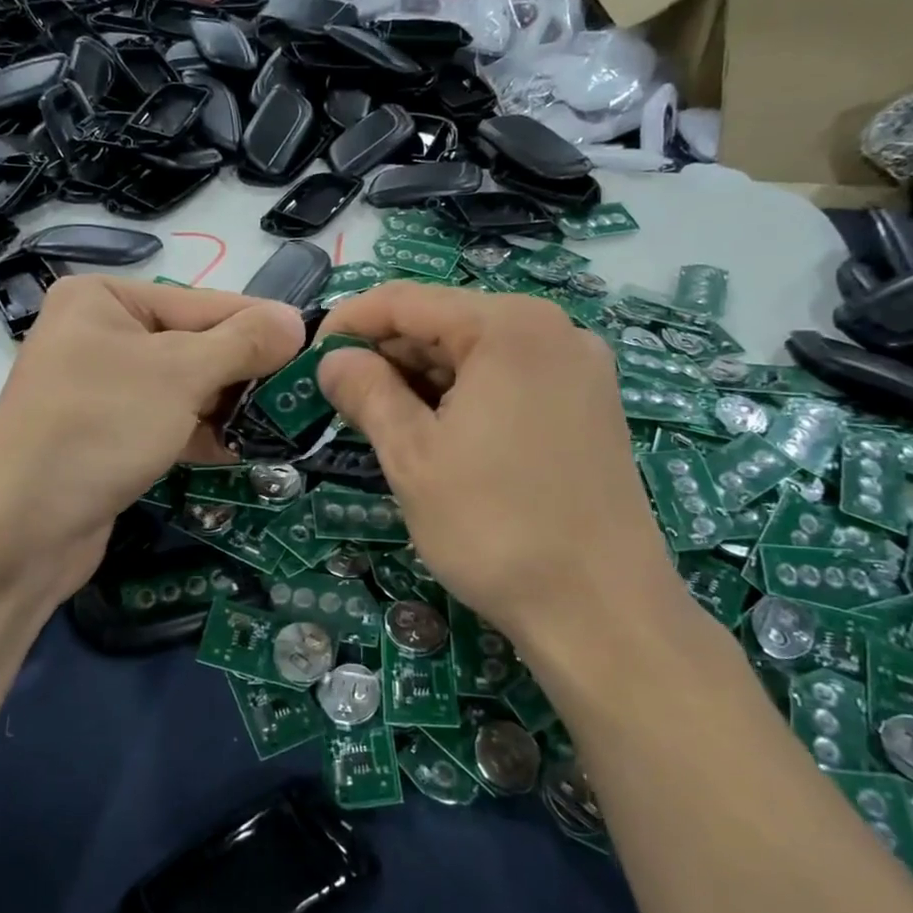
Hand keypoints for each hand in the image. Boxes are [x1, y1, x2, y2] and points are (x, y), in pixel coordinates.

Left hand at [0, 276, 305, 600]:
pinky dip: (201, 435)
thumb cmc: (99, 427)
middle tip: (301, 394)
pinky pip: (166, 423)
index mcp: (104, 299)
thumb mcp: (179, 374)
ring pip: (183, 389)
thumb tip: (295, 321)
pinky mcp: (106, 437)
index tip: (313, 346)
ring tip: (281, 424)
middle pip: (194, 346)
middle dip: (244, 373)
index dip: (258, 326)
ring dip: (228, 407)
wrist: (19, 529)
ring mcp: (101, 390)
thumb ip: (241, 344)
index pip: (202, 303)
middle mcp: (100, 335)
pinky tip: (242, 450)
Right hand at [317, 281, 682, 663]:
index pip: (406, 300)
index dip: (349, 324)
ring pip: (477, 354)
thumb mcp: (413, 456)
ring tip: (384, 425)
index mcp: (509, 326)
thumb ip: (366, 392)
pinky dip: (464, 398)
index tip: (310, 360)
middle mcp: (553, 331)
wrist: (602, 611)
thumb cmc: (495, 526)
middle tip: (342, 402)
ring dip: (423, 380)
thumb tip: (331, 359)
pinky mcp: (590, 407)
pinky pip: (510, 381)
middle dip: (388, 356)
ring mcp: (579, 369)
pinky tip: (439, 436)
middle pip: (446, 322)